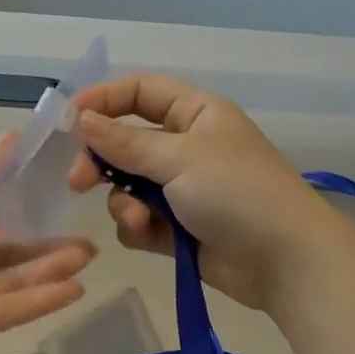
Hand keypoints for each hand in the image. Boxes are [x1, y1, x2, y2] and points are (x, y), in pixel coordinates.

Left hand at [0, 136, 96, 353]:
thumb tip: (17, 137)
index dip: (28, 226)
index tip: (64, 217)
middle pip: (8, 260)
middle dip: (48, 253)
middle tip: (89, 248)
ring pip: (10, 286)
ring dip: (48, 274)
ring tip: (86, 262)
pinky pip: (3, 313)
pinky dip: (37, 301)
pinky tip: (72, 289)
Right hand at [67, 74, 330, 310]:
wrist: (285, 262)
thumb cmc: (237, 192)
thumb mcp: (180, 157)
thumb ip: (126, 141)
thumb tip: (83, 120)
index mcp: (195, 114)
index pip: (140, 92)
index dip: (103, 100)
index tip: (68, 120)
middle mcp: (186, 146)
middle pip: (126, 141)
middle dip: (101, 160)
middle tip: (78, 180)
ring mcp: (182, 189)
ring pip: (127, 185)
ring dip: (123, 201)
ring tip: (138, 219)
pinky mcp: (177, 228)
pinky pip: (139, 219)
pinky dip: (137, 226)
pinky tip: (149, 235)